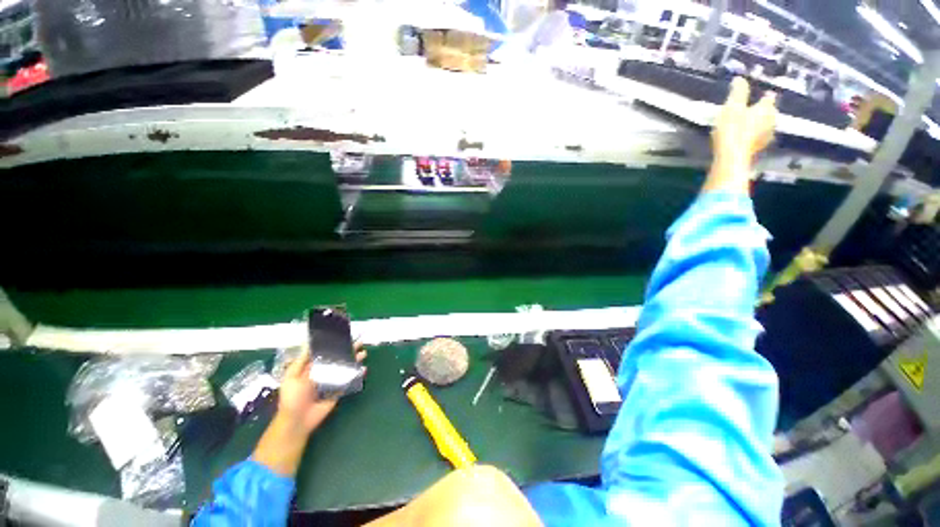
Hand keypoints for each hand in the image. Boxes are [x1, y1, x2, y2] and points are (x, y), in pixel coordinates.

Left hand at [278, 344, 366, 434]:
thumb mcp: (291, 377)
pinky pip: (349, 381)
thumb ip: (301, 361)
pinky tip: (363, 369)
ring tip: (363, 353)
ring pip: (345, 368)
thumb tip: (309, 344)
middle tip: (359, 342)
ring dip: (354, 361)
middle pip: (337, 359)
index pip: (324, 353)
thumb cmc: (292, 398)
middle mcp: (323, 373)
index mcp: (311, 368)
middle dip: (348, 351)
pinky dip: (357, 375)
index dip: (333, 345)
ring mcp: (332, 382)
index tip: (343, 336)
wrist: (297, 421)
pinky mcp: (338, 391)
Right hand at [705, 77, 777, 192]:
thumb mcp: (732, 106)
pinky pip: (758, 137)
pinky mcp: (759, 148)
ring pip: (764, 125)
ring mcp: (766, 136)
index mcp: (767, 108)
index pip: (768, 98)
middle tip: (751, 109)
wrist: (731, 157)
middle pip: (768, 112)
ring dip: (758, 124)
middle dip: (761, 110)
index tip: (760, 93)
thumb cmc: (733, 129)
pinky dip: (753, 135)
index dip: (764, 95)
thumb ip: (738, 92)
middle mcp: (771, 120)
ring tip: (748, 123)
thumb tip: (740, 78)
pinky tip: (746, 136)